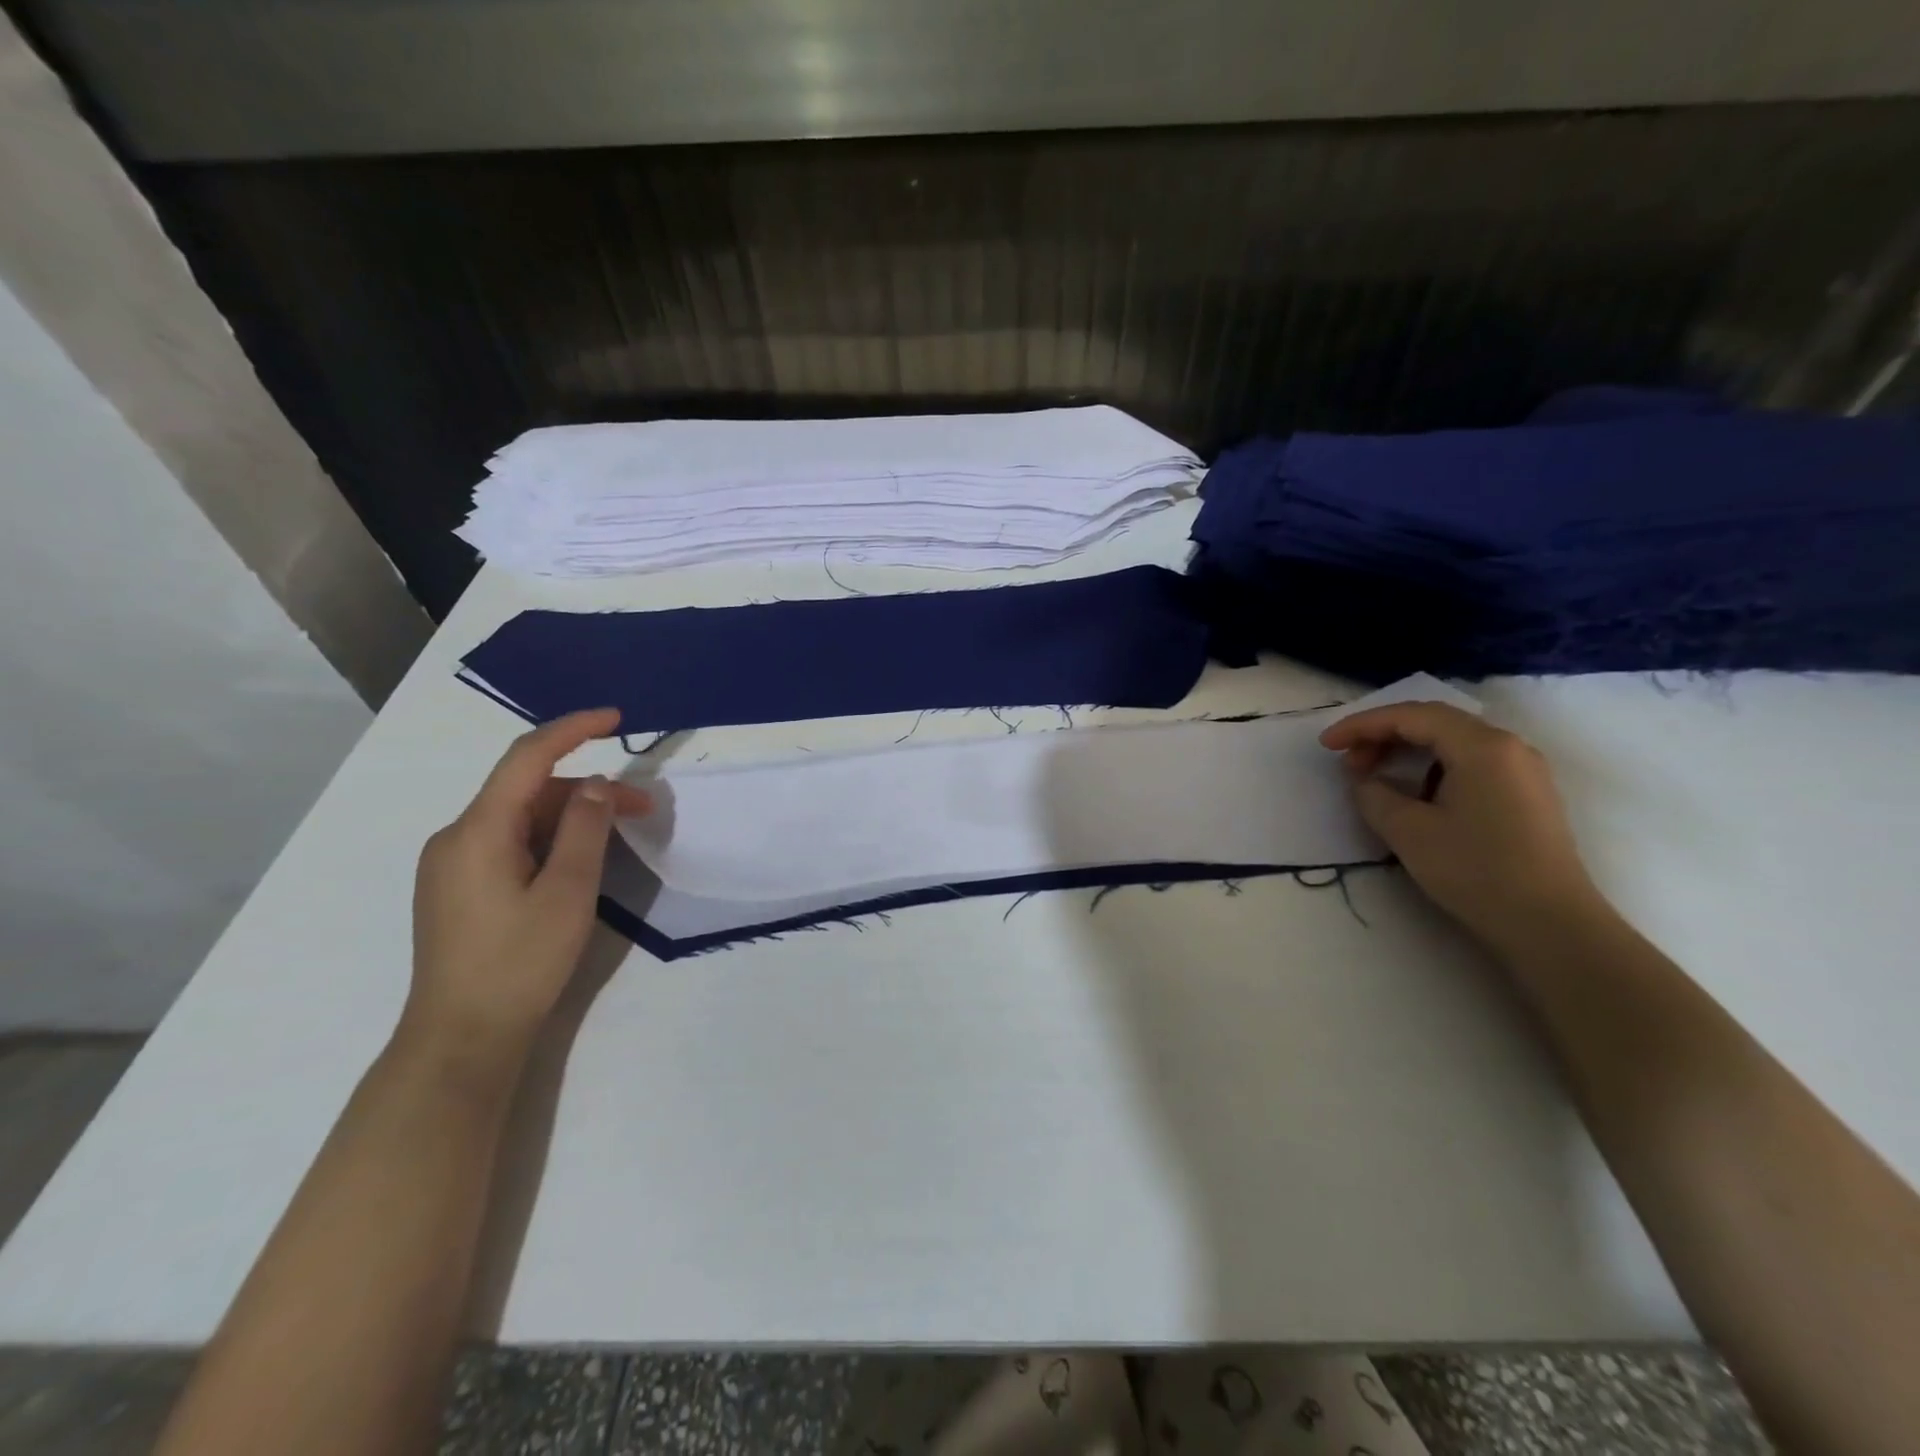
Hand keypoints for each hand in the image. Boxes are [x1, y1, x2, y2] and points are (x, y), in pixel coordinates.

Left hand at [405, 708, 651, 1066]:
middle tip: (644, 809)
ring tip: (620, 838)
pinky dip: (550, 838)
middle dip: (588, 790)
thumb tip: (598, 784)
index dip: (572, 729)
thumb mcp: (567, 891)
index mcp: (477, 831)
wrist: (461, 1039)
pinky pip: (510, 843)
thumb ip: (584, 829)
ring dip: (572, 817)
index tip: (616, 718)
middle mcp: (456, 837)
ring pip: (520, 818)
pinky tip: (579, 860)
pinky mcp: (459, 888)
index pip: (527, 757)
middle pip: (528, 790)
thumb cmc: (519, 962)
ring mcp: (453, 864)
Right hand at [1320, 700, 1606, 955]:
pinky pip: (1469, 762)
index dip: (1362, 725)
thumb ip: (1374, 795)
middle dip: (1382, 735)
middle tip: (1348, 763)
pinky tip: (1413, 792)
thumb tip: (1366, 781)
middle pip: (1433, 722)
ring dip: (1406, 751)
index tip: (1326, 745)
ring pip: (1452, 742)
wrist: (1551, 925)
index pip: (1411, 716)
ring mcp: (1522, 770)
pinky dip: (1431, 766)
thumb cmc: (1476, 870)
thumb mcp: (1408, 831)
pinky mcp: (1526, 795)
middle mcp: (1508, 746)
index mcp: (1481, 745)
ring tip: (1374, 776)